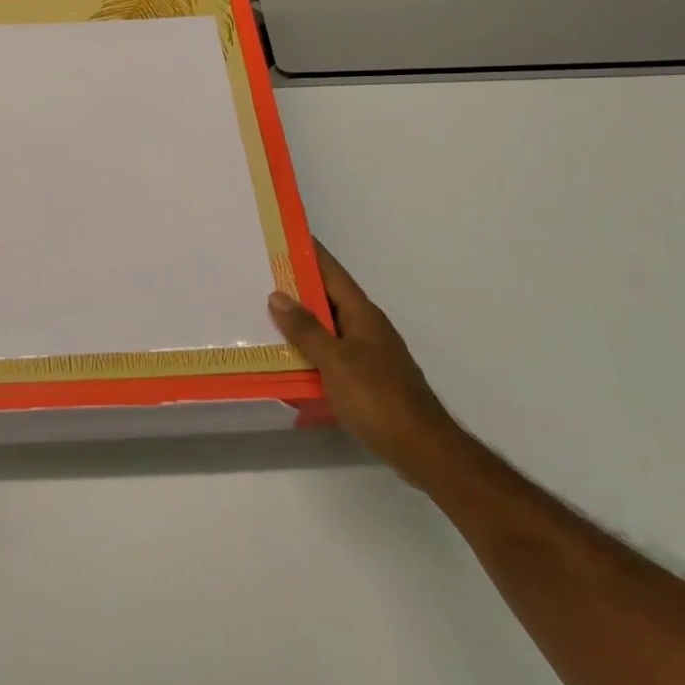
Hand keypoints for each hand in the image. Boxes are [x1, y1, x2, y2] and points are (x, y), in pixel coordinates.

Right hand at [268, 239, 463, 490]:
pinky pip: (333, 351)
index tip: (283, 235)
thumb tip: (277, 295)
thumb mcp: (335, 361)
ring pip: (329, 325)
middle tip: (261, 274)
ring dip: (302, 319)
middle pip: (328, 296)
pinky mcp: (368, 377)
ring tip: (266, 313)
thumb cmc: (378, 398)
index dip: (309, 252)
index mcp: (362, 313)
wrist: (423, 449)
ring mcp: (369, 352)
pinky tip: (291, 356)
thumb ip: (306, 329)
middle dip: (298, 285)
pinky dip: (312, 347)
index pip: (331, 271)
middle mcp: (367, 326)